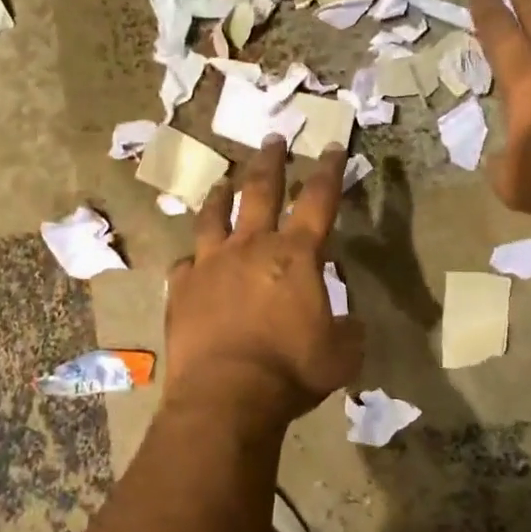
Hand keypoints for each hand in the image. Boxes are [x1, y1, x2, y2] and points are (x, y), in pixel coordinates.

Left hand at [163, 139, 364, 427]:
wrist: (226, 393)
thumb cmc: (291, 370)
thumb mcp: (341, 354)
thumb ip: (348, 330)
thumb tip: (349, 322)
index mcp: (296, 255)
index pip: (318, 199)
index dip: (328, 170)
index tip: (330, 145)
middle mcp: (251, 247)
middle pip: (260, 190)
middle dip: (270, 160)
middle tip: (272, 137)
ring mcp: (211, 264)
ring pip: (214, 216)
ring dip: (220, 195)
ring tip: (222, 181)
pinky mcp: (181, 288)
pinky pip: (185, 264)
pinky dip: (193, 260)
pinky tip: (191, 260)